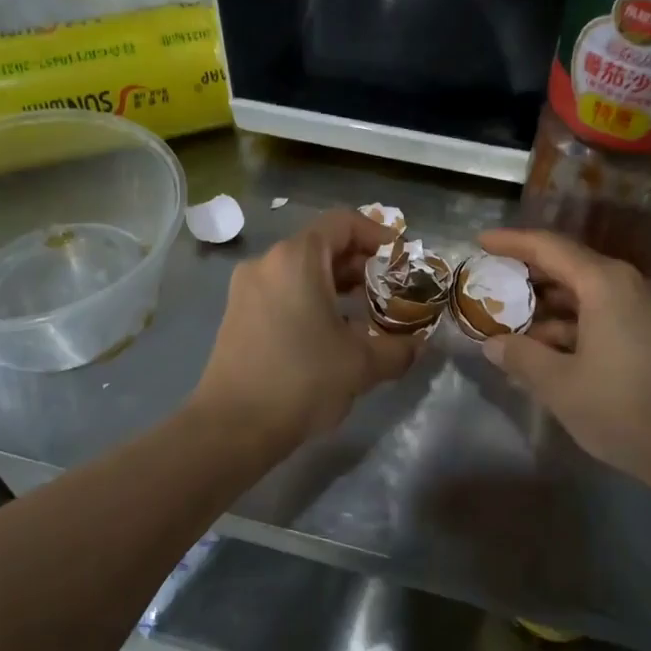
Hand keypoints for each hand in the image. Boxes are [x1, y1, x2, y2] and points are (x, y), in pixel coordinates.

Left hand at [190, 210, 418, 450]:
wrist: (232, 427)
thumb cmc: (302, 381)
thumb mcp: (362, 364)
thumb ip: (398, 348)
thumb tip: (417, 345)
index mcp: (296, 259)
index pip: (342, 223)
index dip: (377, 234)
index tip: (401, 259)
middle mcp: (267, 263)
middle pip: (321, 245)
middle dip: (360, 264)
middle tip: (391, 290)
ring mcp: (247, 289)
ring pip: (301, 271)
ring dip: (336, 285)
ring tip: (367, 313)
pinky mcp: (238, 315)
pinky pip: (283, 292)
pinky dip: (312, 300)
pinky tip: (332, 333)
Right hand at [477, 228, 650, 491]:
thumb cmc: (622, 408)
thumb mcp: (559, 384)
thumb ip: (521, 357)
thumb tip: (493, 344)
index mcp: (604, 284)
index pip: (549, 247)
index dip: (512, 242)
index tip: (481, 241)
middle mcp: (626, 287)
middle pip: (568, 267)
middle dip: (526, 276)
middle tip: (489, 285)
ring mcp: (642, 312)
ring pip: (583, 296)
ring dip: (545, 308)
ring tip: (508, 325)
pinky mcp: (648, 337)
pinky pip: (599, 317)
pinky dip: (568, 327)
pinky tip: (543, 352)